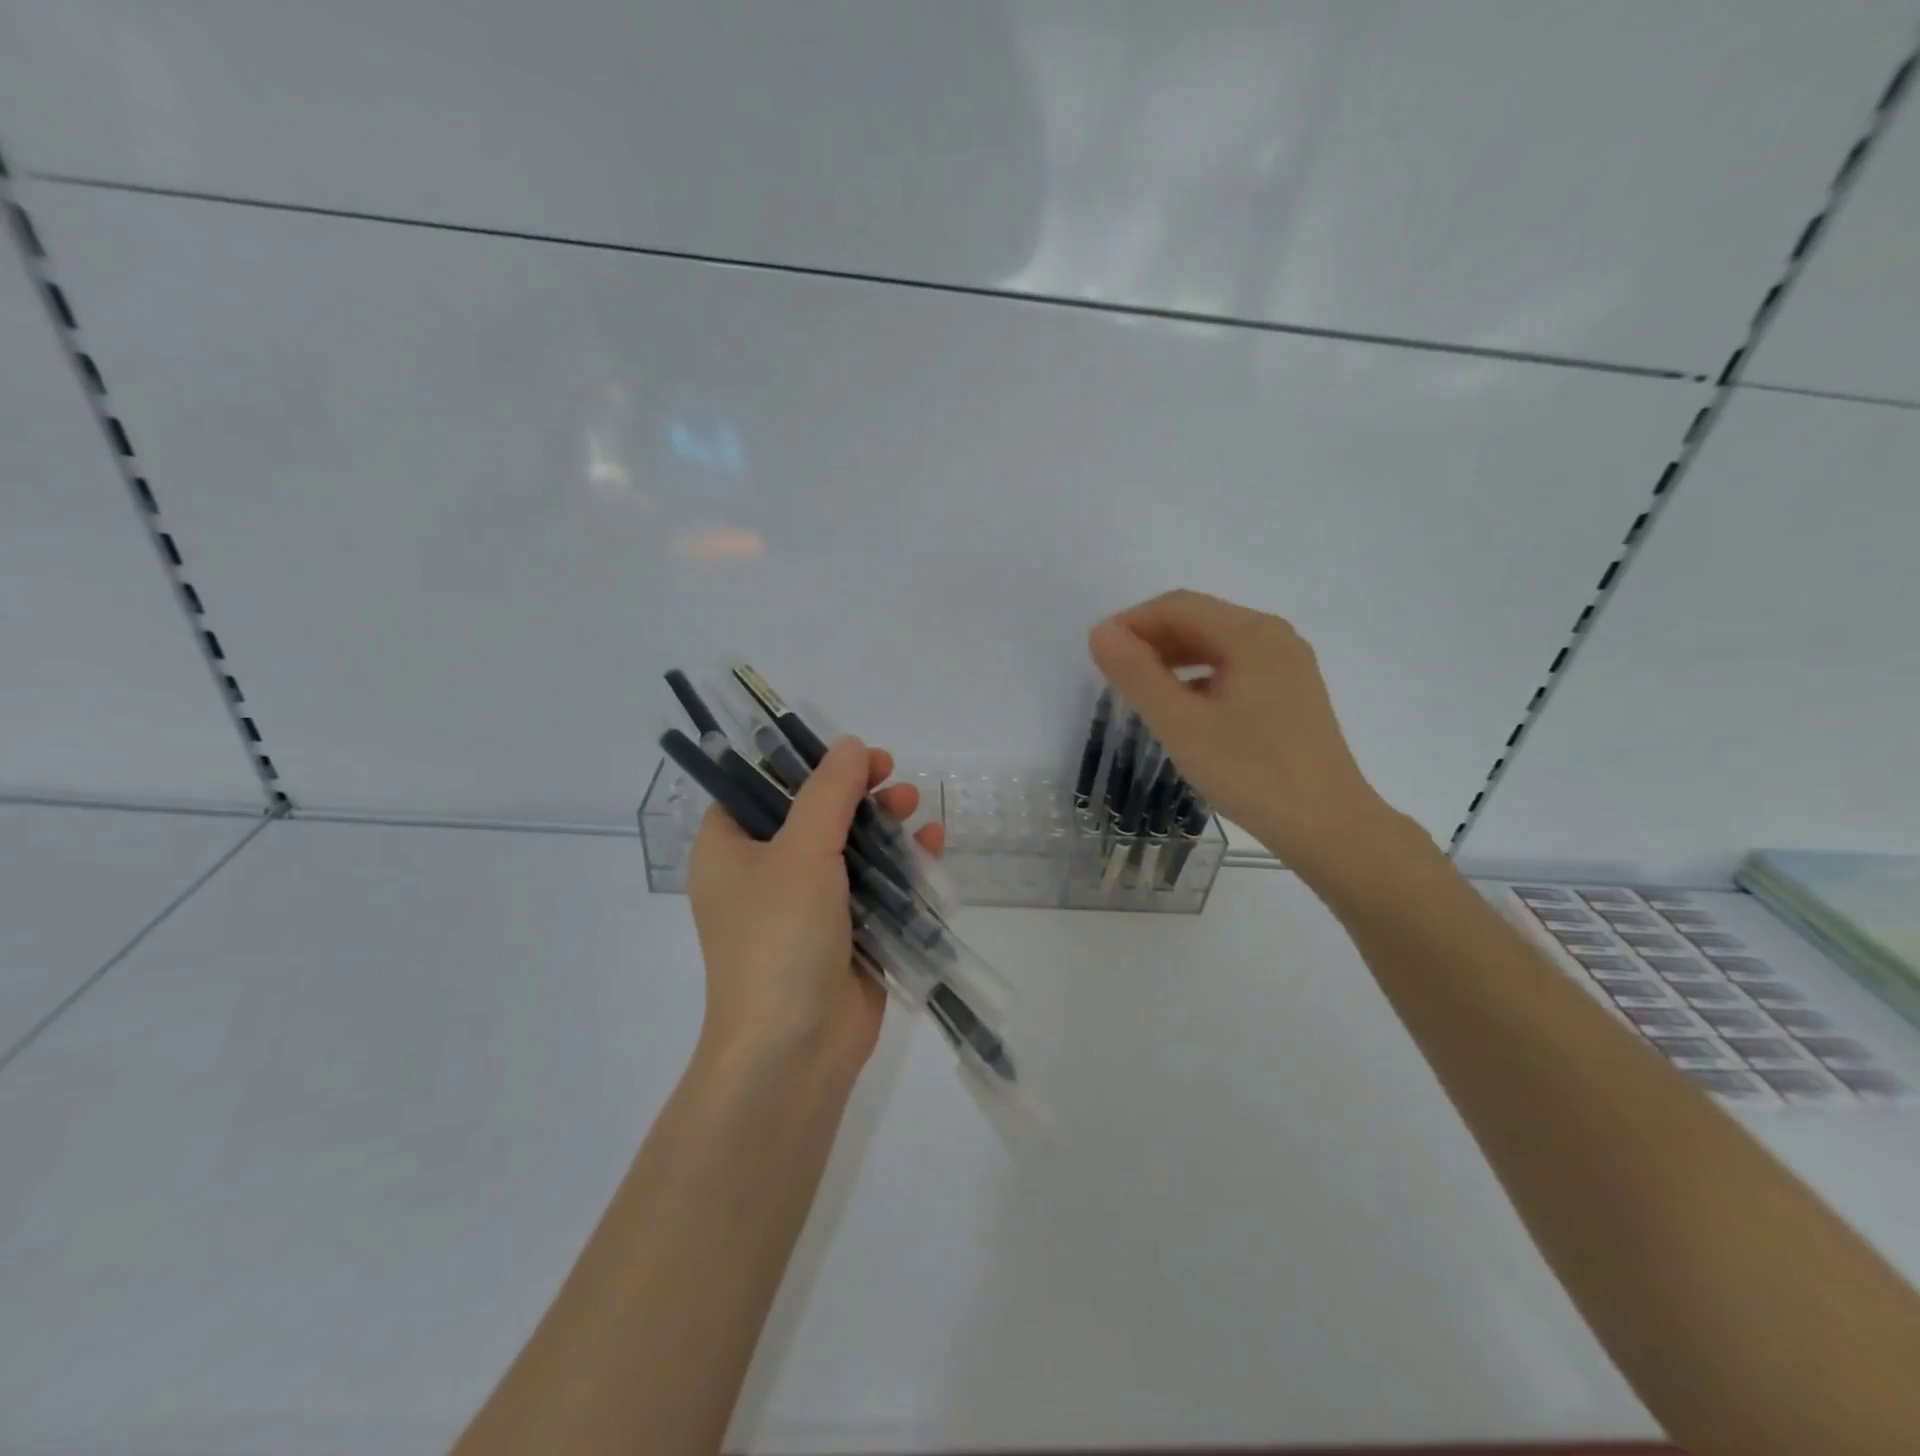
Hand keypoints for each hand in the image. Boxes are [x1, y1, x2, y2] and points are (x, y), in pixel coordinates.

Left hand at [687, 737, 943, 1077]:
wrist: (793, 1049)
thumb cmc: (779, 937)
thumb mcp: (801, 850)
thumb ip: (828, 793)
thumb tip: (849, 745)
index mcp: (729, 850)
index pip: (758, 788)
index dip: (802, 763)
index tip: (845, 752)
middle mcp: (763, 874)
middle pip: (813, 814)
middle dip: (856, 792)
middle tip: (890, 773)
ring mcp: (806, 907)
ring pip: (849, 849)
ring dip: (884, 824)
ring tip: (914, 804)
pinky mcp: (845, 934)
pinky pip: (874, 886)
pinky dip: (901, 864)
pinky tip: (931, 843)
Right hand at [1089, 589, 1402, 868]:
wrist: (1328, 827)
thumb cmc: (1251, 774)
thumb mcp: (1182, 725)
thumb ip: (1137, 675)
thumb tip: (1101, 633)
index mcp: (1251, 634)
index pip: (1177, 606)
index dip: (1131, 622)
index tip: (1097, 654)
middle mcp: (1273, 636)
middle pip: (1199, 619)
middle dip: (1151, 639)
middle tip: (1112, 674)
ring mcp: (1287, 664)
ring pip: (1216, 644)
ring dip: (1173, 657)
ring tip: (1139, 689)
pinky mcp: (1291, 691)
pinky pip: (1234, 666)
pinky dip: (1199, 676)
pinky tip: (1181, 707)